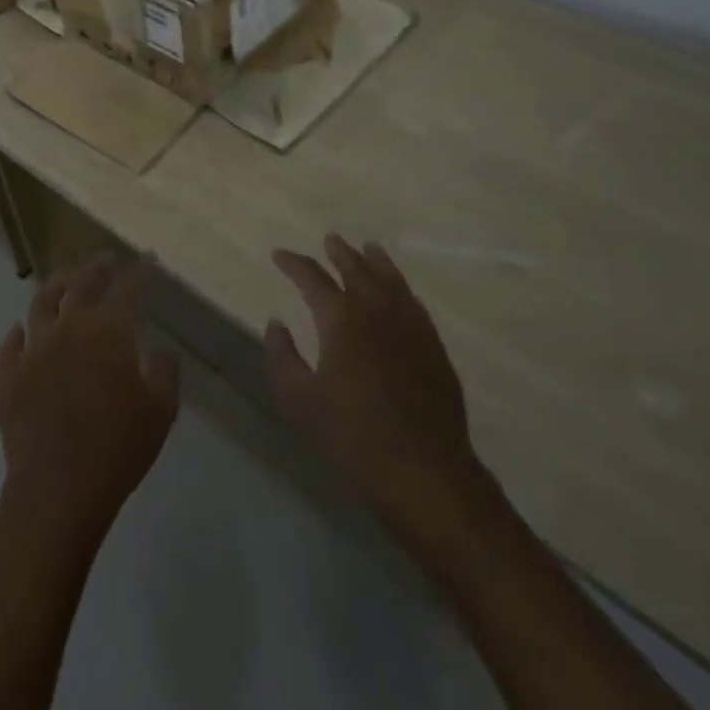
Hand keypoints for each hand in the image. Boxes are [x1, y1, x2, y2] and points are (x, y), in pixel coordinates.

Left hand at [0, 256, 180, 547]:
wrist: (56, 490)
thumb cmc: (117, 448)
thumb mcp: (160, 411)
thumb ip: (164, 372)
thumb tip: (158, 351)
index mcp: (108, 330)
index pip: (128, 287)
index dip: (140, 271)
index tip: (148, 259)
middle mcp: (68, 327)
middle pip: (81, 283)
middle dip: (97, 267)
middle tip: (107, 259)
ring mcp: (34, 350)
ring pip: (41, 303)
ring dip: (56, 287)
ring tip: (65, 281)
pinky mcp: (8, 376)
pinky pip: (10, 344)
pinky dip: (18, 333)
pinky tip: (22, 331)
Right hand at [264, 234, 483, 539]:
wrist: (424, 471)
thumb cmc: (354, 437)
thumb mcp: (300, 402)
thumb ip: (282, 357)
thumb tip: (276, 323)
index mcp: (340, 318)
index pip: (312, 278)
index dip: (293, 263)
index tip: (279, 256)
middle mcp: (376, 309)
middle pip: (356, 268)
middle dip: (339, 252)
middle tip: (330, 239)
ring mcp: (409, 324)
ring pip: (390, 279)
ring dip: (375, 260)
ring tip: (368, 247)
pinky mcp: (433, 344)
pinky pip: (413, 301)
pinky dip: (400, 286)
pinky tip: (399, 290)